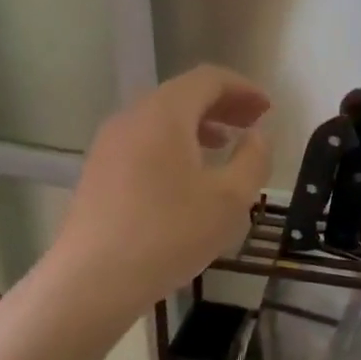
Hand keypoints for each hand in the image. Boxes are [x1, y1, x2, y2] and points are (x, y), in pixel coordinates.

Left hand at [51, 65, 271, 309]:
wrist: (92, 281)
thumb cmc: (169, 233)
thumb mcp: (230, 199)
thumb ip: (253, 159)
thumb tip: (257, 136)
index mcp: (164, 114)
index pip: (208, 79)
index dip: (243, 88)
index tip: (268, 108)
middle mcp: (132, 117)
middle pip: (183, 94)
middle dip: (223, 104)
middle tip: (253, 123)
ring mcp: (109, 144)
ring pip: (161, 119)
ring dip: (198, 124)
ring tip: (225, 145)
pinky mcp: (99, 171)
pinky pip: (144, 141)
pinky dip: (174, 143)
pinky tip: (188, 175)